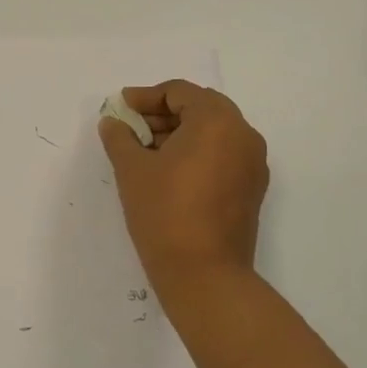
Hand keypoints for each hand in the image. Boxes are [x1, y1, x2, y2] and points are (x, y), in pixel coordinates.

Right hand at [98, 81, 268, 295]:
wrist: (204, 275)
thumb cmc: (165, 212)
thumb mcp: (131, 169)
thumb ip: (120, 137)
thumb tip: (113, 123)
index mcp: (217, 121)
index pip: (179, 92)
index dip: (145, 97)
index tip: (120, 109)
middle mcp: (243, 135)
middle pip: (200, 108)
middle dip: (162, 115)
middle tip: (131, 129)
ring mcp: (253, 164)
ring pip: (213, 133)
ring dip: (179, 134)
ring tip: (145, 152)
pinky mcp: (252, 189)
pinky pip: (223, 155)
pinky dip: (196, 154)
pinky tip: (168, 173)